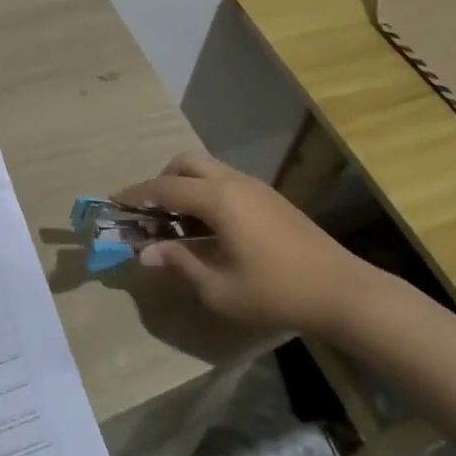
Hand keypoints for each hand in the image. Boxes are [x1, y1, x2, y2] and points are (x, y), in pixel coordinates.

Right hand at [113, 151, 388, 342]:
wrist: (342, 291)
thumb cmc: (275, 292)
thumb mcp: (218, 288)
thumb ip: (178, 264)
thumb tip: (145, 253)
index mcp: (218, 199)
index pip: (164, 187)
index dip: (136, 195)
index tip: (114, 202)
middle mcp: (234, 183)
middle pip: (186, 164)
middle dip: (161, 182)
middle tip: (149, 214)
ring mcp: (256, 188)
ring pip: (208, 171)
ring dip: (184, 188)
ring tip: (175, 225)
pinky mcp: (271, 199)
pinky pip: (226, 183)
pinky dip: (205, 195)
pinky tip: (207, 229)